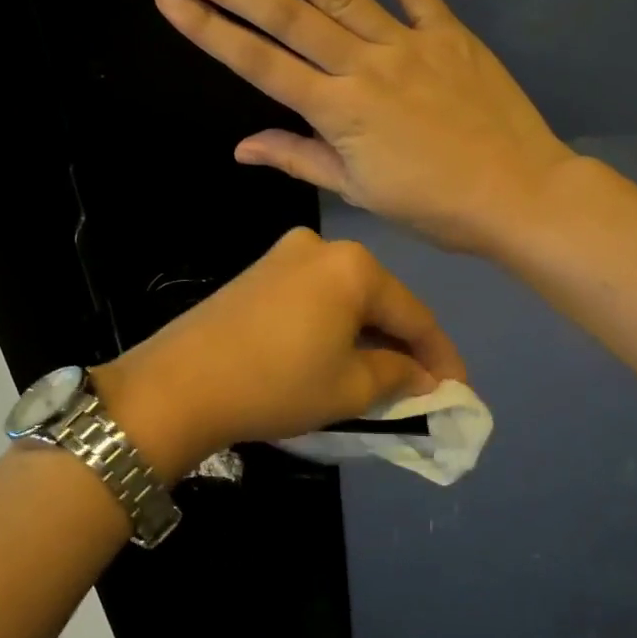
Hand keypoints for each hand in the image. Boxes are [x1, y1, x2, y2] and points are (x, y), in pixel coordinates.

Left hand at [91, 227, 465, 480]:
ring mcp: (283, 256)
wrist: (178, 384)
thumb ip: (398, 375)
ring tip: (382, 377)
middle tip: (421, 386)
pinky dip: (334, 327)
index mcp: (353, 266)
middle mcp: (321, 247)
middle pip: (379, 300)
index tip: (458, 390)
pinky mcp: (257, 274)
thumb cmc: (277, 384)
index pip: (414, 313)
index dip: (440, 356)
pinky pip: (314, 299)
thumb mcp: (350, 388)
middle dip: (402, 344)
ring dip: (367, 336)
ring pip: (345, 299)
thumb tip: (422, 375)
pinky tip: (337, 356)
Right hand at [154, 0, 575, 254]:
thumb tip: (242, 147)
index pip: (259, 65)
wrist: (519, 194)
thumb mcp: (359, 192)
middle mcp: (363, 67)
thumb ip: (300, 159)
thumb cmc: (435, 206)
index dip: (209, 30)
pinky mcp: (447, 32)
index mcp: (338, 113)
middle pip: (285, 18)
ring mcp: (406, 43)